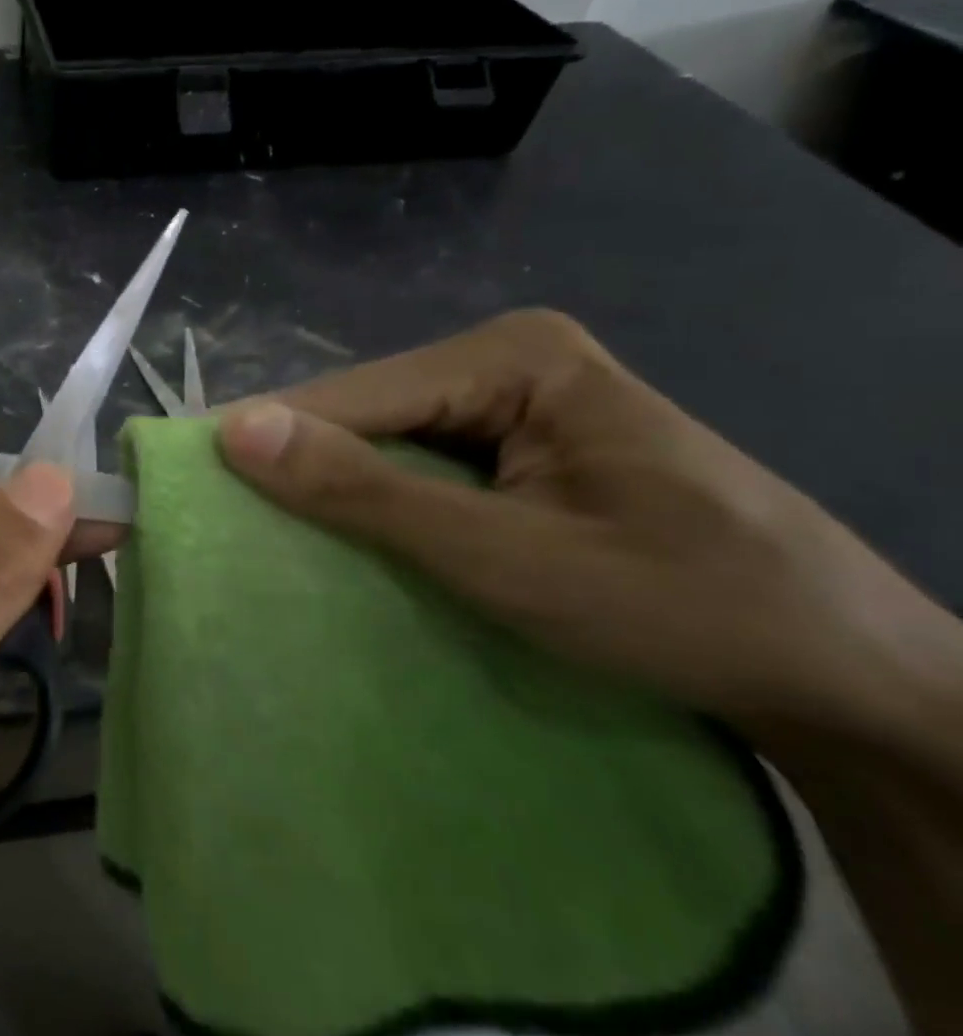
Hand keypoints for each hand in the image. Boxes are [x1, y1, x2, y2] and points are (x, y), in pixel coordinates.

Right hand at [215, 309, 957, 760]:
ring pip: (385, 443)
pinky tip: (351, 539)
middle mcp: (504, 360)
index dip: (272, 443)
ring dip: (338, 492)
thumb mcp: (505, 558)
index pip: (352, 395)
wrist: (844, 680)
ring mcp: (515, 402)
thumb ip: (366, 492)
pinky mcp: (520, 446)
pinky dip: (380, 506)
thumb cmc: (682, 608)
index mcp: (510, 355)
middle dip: (306, 470)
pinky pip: (420, 467)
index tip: (192, 489)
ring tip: (270, 537)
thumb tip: (235, 431)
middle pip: (365, 414)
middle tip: (230, 528)